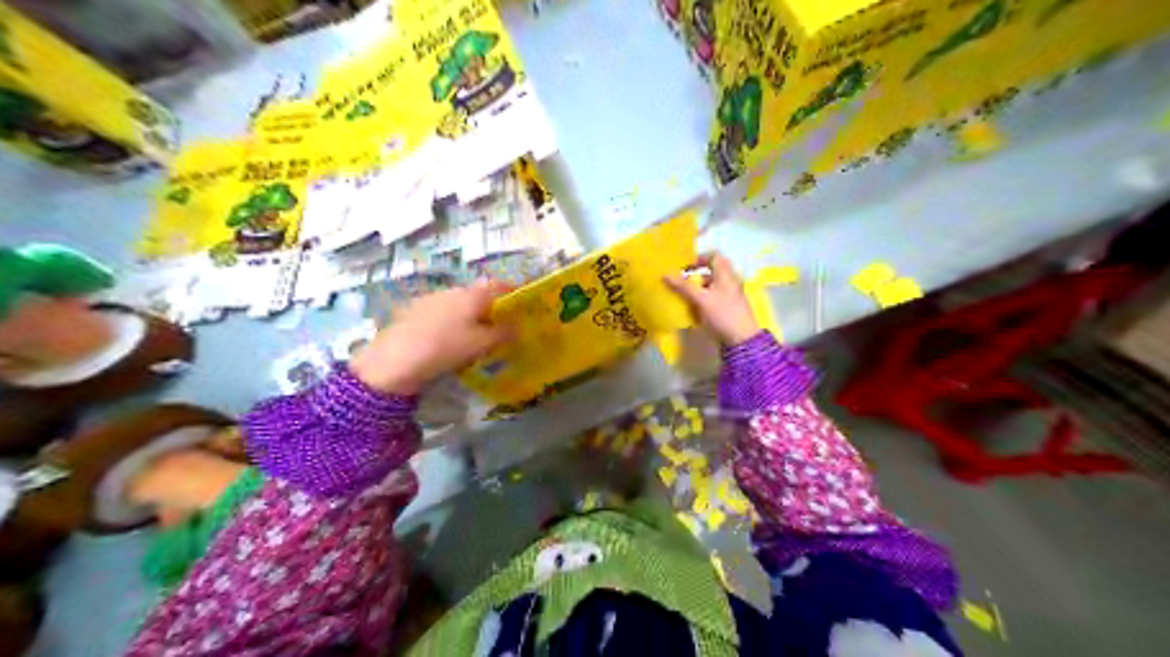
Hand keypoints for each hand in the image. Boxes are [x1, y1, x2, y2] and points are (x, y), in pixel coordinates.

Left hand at [347, 278, 512, 391]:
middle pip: (478, 294)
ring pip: (458, 304)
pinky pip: (442, 313)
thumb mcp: (481, 344)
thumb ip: (503, 333)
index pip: (499, 285)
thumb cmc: (447, 346)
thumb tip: (517, 326)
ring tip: (474, 336)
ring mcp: (431, 299)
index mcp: (473, 294)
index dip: (513, 291)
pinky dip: (451, 322)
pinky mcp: (414, 311)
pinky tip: (448, 339)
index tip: (522, 302)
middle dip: (490, 307)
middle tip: (500, 325)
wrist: (396, 358)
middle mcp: (453, 290)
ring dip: (469, 315)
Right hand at [666, 252, 759, 347]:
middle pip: (712, 270)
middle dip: (696, 274)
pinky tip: (694, 307)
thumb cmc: (723, 314)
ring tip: (685, 294)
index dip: (700, 257)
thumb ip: (684, 287)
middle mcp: (730, 281)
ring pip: (712, 284)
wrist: (742, 340)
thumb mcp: (702, 299)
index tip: (686, 265)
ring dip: (699, 287)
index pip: (715, 256)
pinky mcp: (729, 307)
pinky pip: (714, 297)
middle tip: (682, 280)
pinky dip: (703, 298)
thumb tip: (665, 274)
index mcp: (726, 274)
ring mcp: (730, 295)